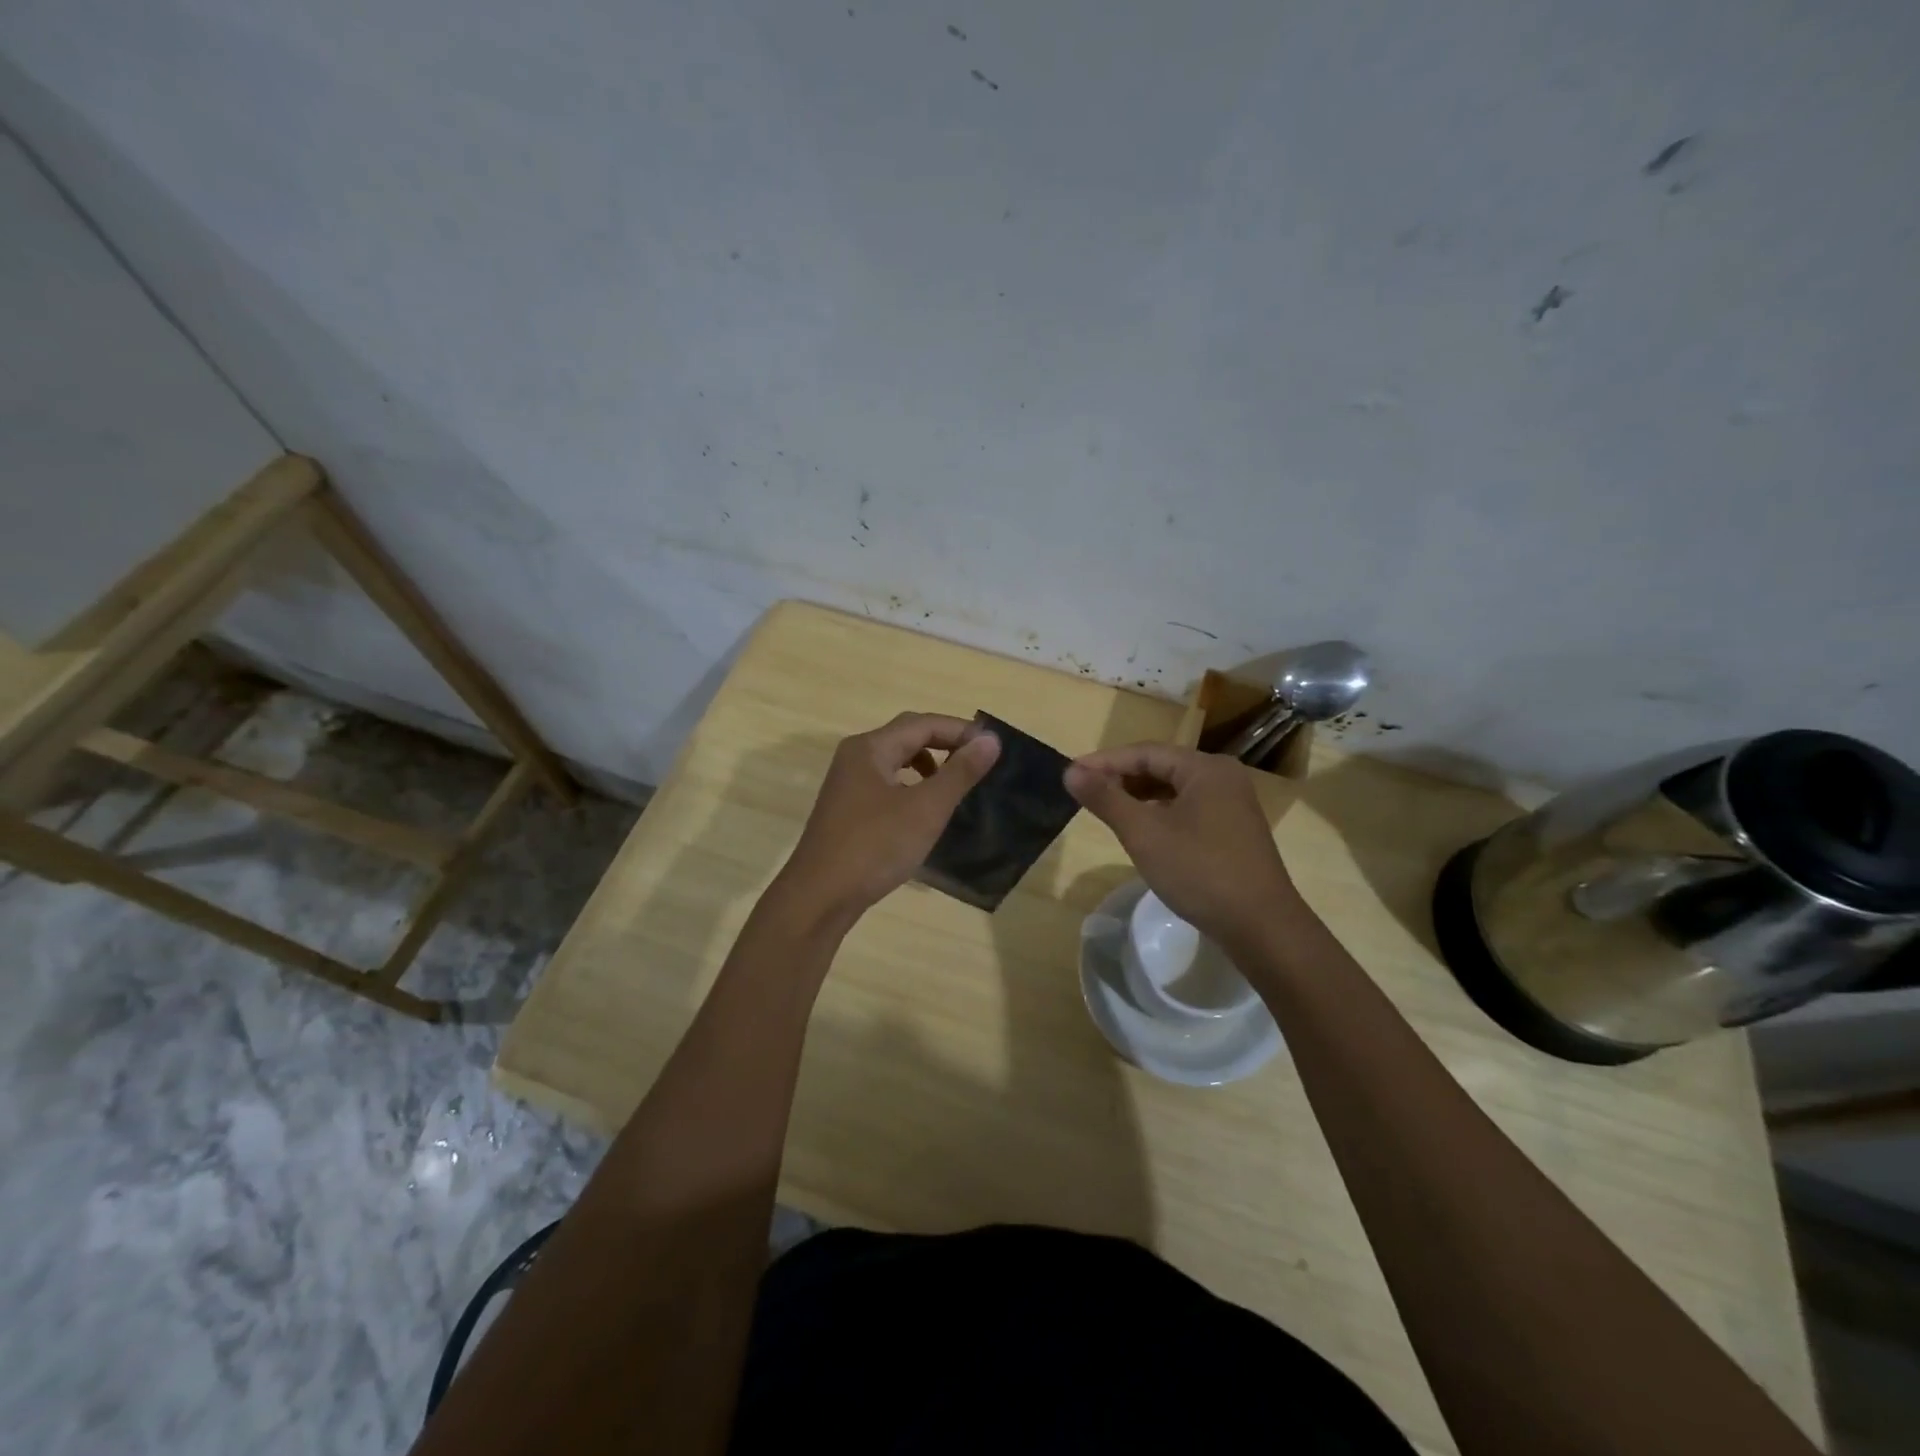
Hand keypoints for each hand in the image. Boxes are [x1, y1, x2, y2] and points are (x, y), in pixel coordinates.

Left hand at [778, 712, 1001, 921]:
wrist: (819, 897)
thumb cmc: (874, 847)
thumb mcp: (925, 809)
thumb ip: (960, 772)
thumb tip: (990, 740)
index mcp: (870, 748)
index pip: (923, 724)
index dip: (960, 730)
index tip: (994, 747)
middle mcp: (855, 757)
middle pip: (907, 736)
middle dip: (945, 743)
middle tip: (979, 761)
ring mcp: (848, 784)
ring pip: (896, 760)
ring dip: (928, 764)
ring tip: (954, 784)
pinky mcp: (847, 809)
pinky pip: (886, 783)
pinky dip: (911, 786)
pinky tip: (924, 810)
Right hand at [1064, 742, 1300, 944]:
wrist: (1261, 926)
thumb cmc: (1199, 871)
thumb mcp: (1144, 833)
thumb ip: (1106, 798)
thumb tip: (1071, 771)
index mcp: (1205, 768)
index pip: (1145, 753)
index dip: (1104, 762)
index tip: (1070, 773)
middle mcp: (1222, 777)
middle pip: (1161, 767)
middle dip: (1121, 777)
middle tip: (1084, 791)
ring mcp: (1232, 805)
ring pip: (1174, 790)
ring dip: (1139, 796)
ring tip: (1106, 808)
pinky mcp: (1233, 831)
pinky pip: (1188, 809)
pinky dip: (1160, 813)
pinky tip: (1142, 829)